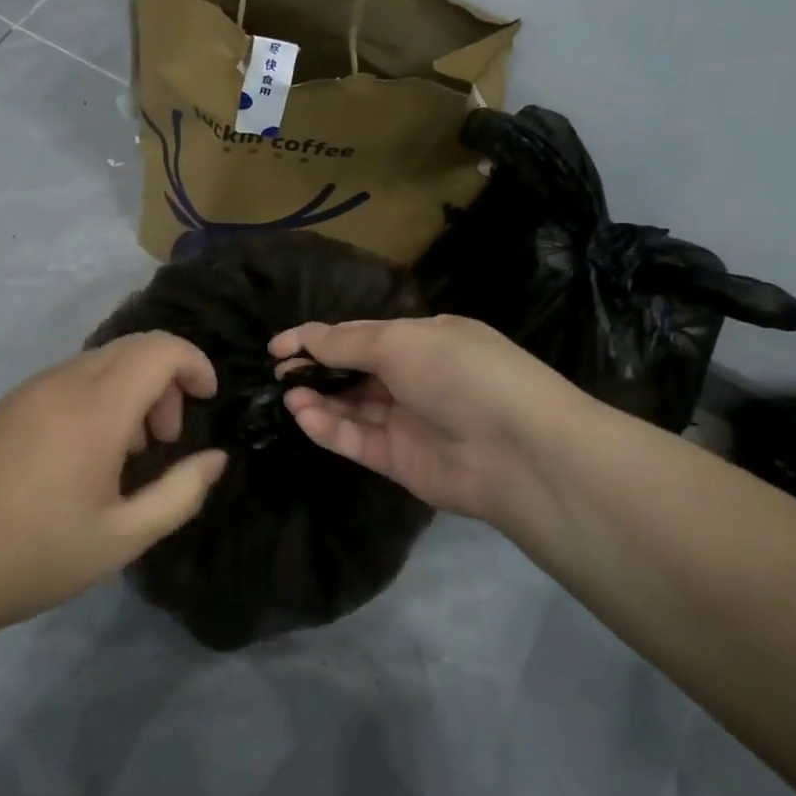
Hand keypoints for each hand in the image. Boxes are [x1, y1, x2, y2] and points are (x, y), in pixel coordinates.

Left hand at [0, 332, 228, 642]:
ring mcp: (28, 389)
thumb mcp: (124, 537)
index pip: (160, 349)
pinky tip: (83, 452)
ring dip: (130, 389)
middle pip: (132, 348)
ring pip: (99, 361)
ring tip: (126, 451)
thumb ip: (181, 492)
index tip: (207, 399)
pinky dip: (96, 396)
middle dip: (165, 380)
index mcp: (95, 411)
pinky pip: (67, 379)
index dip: (194, 363)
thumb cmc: (38, 558)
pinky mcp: (6, 403)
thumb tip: (215, 458)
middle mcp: (61, 383)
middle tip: (165, 439)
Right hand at [270, 315, 592, 532]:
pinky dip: (330, 428)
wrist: (517, 450)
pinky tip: (304, 416)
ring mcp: (408, 421)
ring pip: (352, 408)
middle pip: (353, 371)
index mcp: (423, 340)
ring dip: (318, 400)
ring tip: (288, 396)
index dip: (318, 338)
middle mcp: (415, 377)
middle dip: (315, 370)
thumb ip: (347, 343)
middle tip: (279, 373)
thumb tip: (306, 339)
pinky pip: (357, 440)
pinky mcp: (401, 460)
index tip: (277, 346)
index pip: (360, 335)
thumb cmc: (460, 374)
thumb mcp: (401, 342)